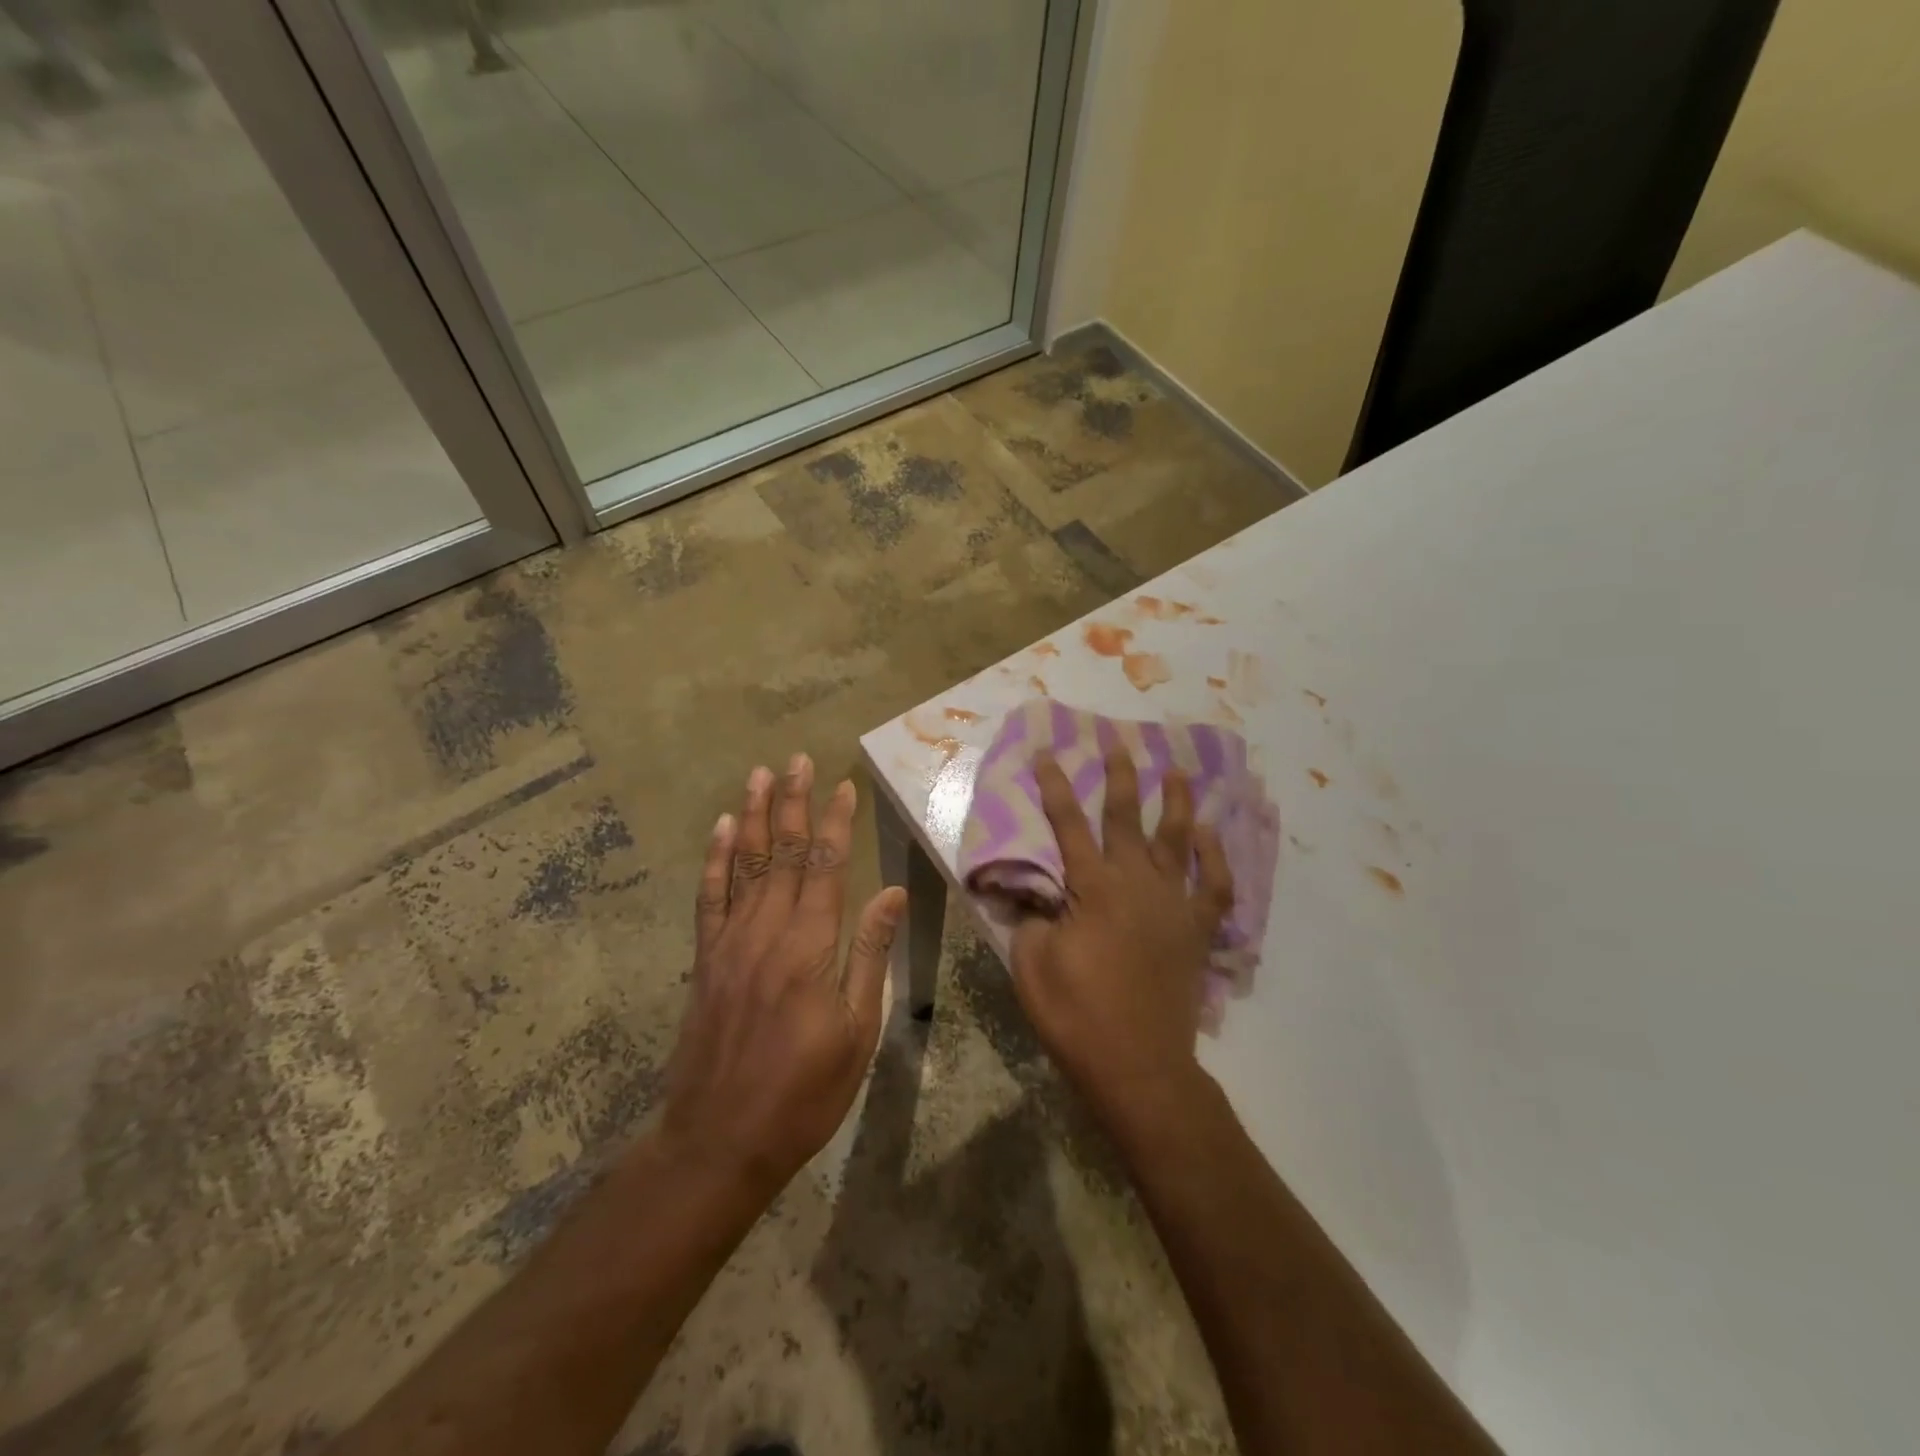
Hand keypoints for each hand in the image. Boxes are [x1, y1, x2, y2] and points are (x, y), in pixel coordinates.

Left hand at [659, 754, 905, 1195]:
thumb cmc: (805, 1092)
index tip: (842, 785)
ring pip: (743, 863)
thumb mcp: (857, 1031)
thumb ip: (870, 954)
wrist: (720, 1139)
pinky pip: (709, 897)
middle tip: (797, 759)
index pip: (825, 866)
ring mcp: (730, 942)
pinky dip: (715, 859)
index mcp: (810, 946)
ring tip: (760, 775)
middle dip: (792, 802)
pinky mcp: (706, 959)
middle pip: (781, 852)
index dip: (834, 822)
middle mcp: (767, 931)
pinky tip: (720, 829)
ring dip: (752, 816)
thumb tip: (890, 893)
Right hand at [1010, 749, 1234, 1121]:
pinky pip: (1216, 886)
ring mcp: (1174, 904)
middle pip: (1126, 818)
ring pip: (1178, 840)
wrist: (1138, 1065)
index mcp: (1093, 887)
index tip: (1048, 752)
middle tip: (1119, 743)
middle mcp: (1137, 883)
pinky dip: (1216, 858)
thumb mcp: (1032, 963)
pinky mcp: (1197, 930)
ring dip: (1177, 802)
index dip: (1055, 786)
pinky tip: (1211, 835)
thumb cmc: (1077, 1014)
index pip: (1068, 823)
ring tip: (1178, 771)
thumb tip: (1030, 889)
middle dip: (1120, 777)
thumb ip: (1031, 916)